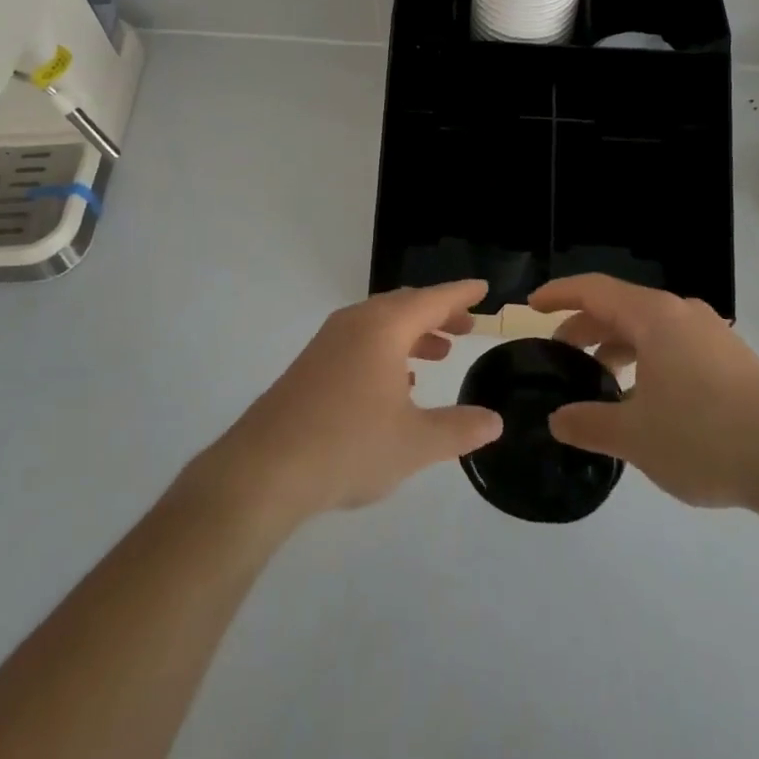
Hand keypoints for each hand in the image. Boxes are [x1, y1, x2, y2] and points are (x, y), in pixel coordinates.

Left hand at [199, 280, 503, 527]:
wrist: (264, 470)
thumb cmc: (348, 446)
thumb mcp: (415, 443)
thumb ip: (458, 429)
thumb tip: (494, 421)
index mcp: (384, 327)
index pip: (433, 299)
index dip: (461, 294)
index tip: (483, 289)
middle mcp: (356, 323)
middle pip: (406, 306)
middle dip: (439, 314)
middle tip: (467, 327)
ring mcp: (329, 342)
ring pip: (381, 324)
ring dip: (413, 334)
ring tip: (439, 354)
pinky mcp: (311, 365)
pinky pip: (360, 341)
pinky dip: (387, 350)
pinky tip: (396, 385)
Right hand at [529, 273, 758, 513]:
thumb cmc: (705, 438)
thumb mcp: (636, 436)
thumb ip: (590, 423)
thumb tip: (558, 419)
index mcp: (654, 316)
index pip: (594, 289)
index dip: (559, 294)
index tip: (531, 305)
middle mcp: (682, 313)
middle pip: (620, 307)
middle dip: (585, 327)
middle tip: (560, 355)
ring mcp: (711, 334)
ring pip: (649, 328)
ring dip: (617, 346)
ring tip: (599, 380)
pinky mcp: (730, 359)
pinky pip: (673, 345)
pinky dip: (646, 359)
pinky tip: (645, 399)